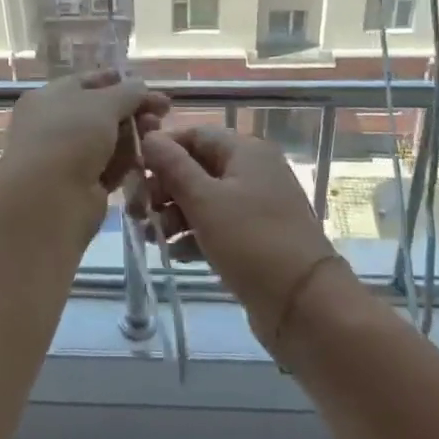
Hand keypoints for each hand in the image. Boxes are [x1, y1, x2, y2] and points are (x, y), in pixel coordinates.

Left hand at [0, 70, 171, 210]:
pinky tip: (149, 156)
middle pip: (101, 112)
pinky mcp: (81, 186)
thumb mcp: (103, 103)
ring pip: (108, 140)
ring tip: (158, 132)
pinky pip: (109, 167)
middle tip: (163, 110)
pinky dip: (127, 161)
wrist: (48, 198)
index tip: (144, 83)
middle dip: (133, 109)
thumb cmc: (70, 136)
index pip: (86, 82)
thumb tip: (140, 85)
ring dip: (134, 134)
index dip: (115, 80)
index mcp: (48, 98)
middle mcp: (54, 126)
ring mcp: (67, 157)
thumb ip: (127, 92)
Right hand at [139, 126, 338, 348]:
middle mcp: (252, 171)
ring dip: (174, 215)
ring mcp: (256, 205)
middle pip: (196, 167)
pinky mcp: (255, 237)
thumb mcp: (204, 199)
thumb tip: (149, 136)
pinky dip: (194, 235)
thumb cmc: (250, 240)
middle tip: (138, 213)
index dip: (162, 150)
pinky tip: (176, 254)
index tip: (134, 174)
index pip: (194, 135)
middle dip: (164, 188)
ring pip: (204, 199)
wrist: (303, 303)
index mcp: (245, 151)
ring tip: (154, 238)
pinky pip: (217, 226)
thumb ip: (172, 165)